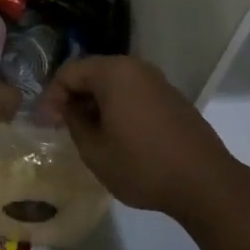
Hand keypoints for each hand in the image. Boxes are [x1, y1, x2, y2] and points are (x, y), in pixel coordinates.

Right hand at [40, 55, 249, 220]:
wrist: (204, 182)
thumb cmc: (141, 164)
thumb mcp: (94, 149)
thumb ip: (73, 122)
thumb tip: (66, 108)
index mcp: (114, 72)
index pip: (69, 72)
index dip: (51, 96)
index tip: (44, 124)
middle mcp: (136, 68)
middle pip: (93, 73)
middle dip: (74, 97)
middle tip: (62, 126)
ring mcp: (158, 82)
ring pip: (115, 84)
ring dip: (96, 103)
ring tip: (87, 134)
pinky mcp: (172, 99)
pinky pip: (134, 94)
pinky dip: (118, 108)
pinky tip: (117, 136)